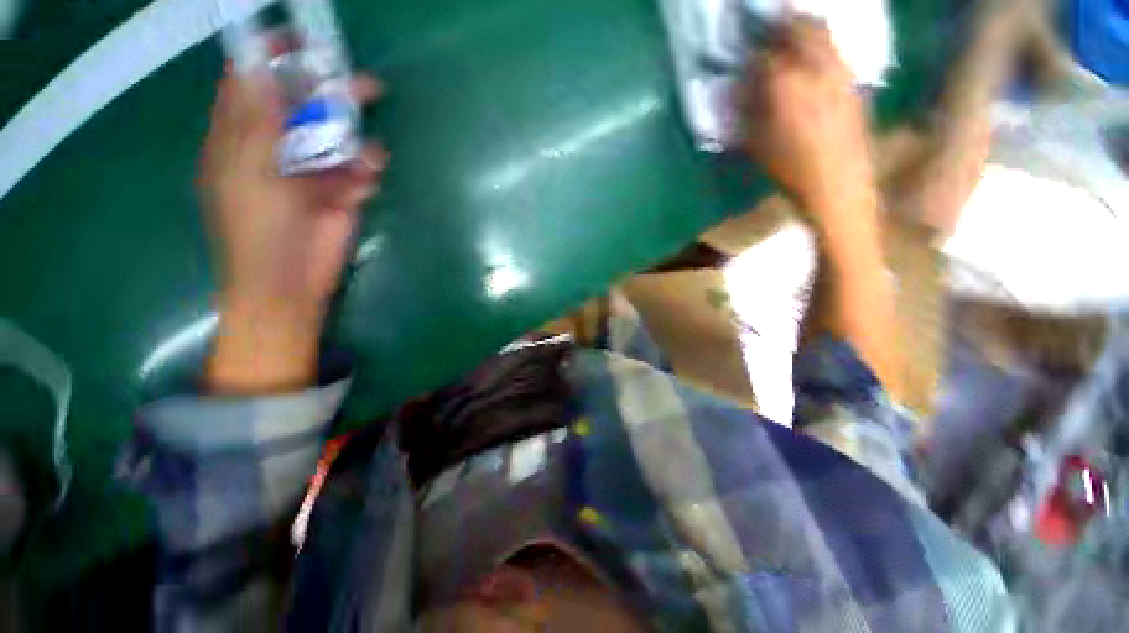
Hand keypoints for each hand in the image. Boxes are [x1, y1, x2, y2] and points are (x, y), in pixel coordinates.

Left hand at [199, 71, 384, 391]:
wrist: (290, 283)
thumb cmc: (257, 231)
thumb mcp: (246, 171)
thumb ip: (253, 121)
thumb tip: (259, 68)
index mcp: (242, 136)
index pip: (254, 82)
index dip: (275, 58)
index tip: (303, 42)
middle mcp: (279, 146)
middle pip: (306, 105)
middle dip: (331, 93)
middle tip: (364, 86)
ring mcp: (314, 170)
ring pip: (340, 137)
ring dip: (355, 141)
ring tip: (366, 155)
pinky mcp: (343, 193)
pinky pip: (360, 170)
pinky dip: (366, 173)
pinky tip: (362, 187)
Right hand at [741, 18, 872, 219]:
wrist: (837, 182)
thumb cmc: (789, 169)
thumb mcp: (757, 144)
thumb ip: (746, 112)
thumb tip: (737, 90)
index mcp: (785, 85)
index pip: (764, 55)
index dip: (751, 49)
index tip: (743, 49)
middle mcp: (815, 68)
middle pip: (801, 28)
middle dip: (783, 23)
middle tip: (770, 25)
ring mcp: (839, 72)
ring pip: (824, 34)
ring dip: (805, 29)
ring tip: (792, 34)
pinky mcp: (854, 82)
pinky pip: (836, 52)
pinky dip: (822, 47)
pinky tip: (814, 60)